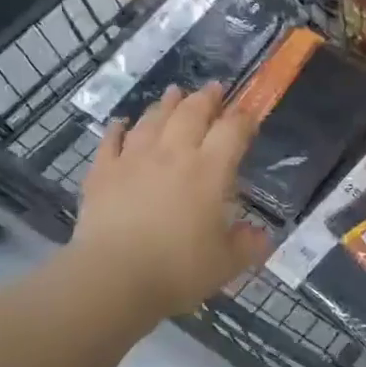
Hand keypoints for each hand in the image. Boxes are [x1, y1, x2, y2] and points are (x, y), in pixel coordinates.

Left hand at [72, 84, 271, 324]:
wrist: (113, 278)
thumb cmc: (178, 270)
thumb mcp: (226, 264)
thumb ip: (247, 246)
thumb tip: (263, 236)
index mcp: (210, 171)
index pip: (232, 131)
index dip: (243, 118)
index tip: (249, 114)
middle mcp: (174, 154)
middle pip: (191, 113)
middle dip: (206, 98)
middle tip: (213, 88)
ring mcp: (134, 159)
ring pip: (152, 120)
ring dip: (166, 104)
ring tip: (174, 93)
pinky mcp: (103, 173)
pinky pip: (111, 141)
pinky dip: (117, 129)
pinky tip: (121, 122)